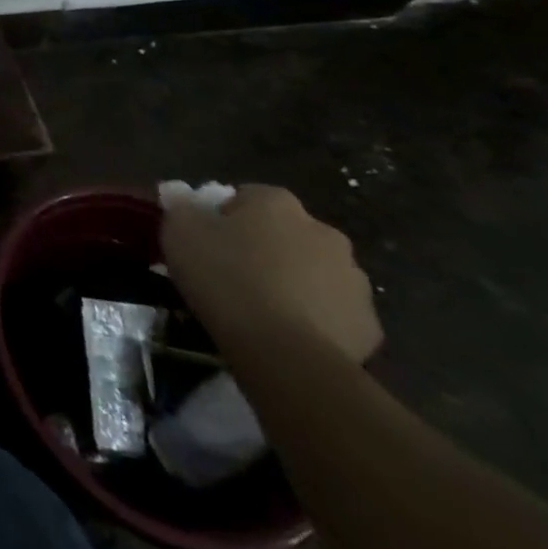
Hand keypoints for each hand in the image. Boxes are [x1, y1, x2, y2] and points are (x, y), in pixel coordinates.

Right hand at [162, 185, 382, 365]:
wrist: (285, 352)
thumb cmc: (225, 277)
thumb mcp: (179, 232)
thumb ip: (181, 208)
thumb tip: (181, 196)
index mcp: (277, 203)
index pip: (247, 196)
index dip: (224, 216)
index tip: (207, 240)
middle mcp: (323, 232)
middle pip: (286, 233)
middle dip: (265, 247)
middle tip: (233, 271)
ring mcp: (353, 280)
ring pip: (314, 272)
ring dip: (293, 280)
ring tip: (260, 306)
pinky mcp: (368, 325)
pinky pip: (333, 311)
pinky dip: (313, 317)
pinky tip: (287, 332)